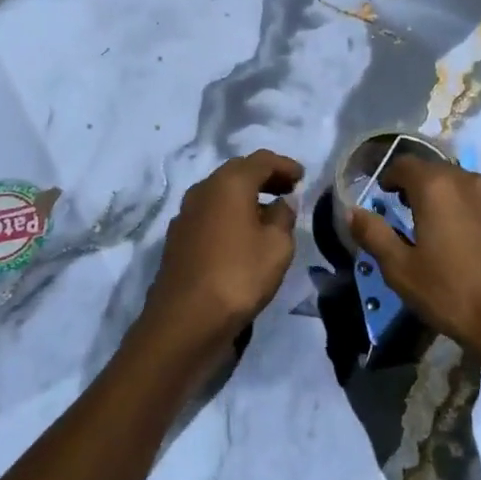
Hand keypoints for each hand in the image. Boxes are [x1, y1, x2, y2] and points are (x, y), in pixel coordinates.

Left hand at [139, 150, 303, 370]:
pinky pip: (210, 213)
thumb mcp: (277, 247)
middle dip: (264, 178)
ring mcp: (185, 213)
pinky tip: (242, 234)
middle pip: (237, 172)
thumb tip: (282, 203)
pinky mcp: (178, 237)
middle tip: (288, 190)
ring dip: (245, 196)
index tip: (302, 177)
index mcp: (228, 183)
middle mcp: (203, 190)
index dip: (284, 165)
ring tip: (269, 213)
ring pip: (220, 193)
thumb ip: (284, 217)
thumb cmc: (238, 276)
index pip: (261, 160)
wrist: (185, 320)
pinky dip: (229, 214)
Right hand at [349, 157, 480, 397]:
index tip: (386, 194)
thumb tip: (352, 212)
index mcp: (439, 188)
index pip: (406, 164)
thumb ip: (374, 234)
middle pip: (443, 174)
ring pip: (476, 191)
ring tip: (454, 233)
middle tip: (415, 215)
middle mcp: (475, 183)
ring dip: (460, 203)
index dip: (392, 176)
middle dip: (425, 189)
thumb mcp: (400, 270)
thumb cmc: (452, 295)